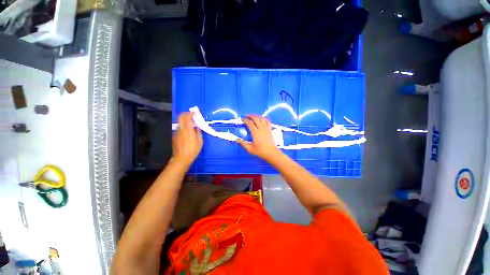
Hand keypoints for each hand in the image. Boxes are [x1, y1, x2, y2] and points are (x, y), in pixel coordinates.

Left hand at [172, 113, 202, 165]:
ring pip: (180, 123)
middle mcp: (181, 129)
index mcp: (188, 129)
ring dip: (185, 121)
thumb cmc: (193, 150)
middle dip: (185, 114)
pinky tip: (187, 133)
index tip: (195, 113)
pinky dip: (183, 127)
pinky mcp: (175, 136)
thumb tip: (197, 127)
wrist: (181, 158)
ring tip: (190, 125)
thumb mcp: (200, 141)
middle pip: (180, 117)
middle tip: (191, 116)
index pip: (187, 117)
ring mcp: (177, 132)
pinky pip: (179, 128)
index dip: (191, 113)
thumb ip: (198, 132)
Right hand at [237, 115, 281, 160]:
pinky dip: (264, 118)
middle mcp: (261, 129)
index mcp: (255, 133)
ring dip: (257, 116)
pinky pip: (267, 121)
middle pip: (256, 118)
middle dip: (250, 116)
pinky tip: (261, 119)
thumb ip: (243, 143)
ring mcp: (266, 128)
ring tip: (253, 116)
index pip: (250, 123)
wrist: (271, 153)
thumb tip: (237, 140)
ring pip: (261, 119)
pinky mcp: (270, 129)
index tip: (242, 119)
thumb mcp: (250, 149)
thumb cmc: (260, 151)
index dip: (245, 120)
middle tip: (246, 116)